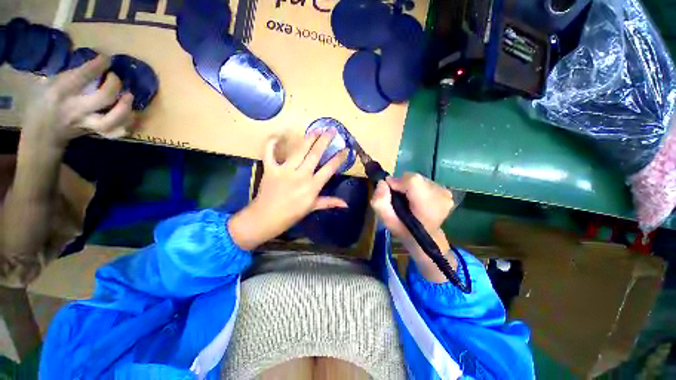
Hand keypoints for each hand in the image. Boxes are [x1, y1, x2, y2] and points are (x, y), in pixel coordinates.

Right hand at [21, 55, 134, 149]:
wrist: (41, 133)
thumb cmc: (42, 102)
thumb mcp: (47, 83)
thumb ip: (68, 74)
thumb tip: (90, 62)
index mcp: (60, 92)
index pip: (84, 76)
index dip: (99, 65)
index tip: (106, 59)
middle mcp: (76, 109)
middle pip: (103, 98)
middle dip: (114, 85)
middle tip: (114, 77)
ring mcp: (87, 124)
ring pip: (111, 120)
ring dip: (125, 108)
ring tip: (129, 96)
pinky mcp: (95, 133)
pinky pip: (115, 133)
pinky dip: (126, 125)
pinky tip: (130, 115)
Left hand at [228, 130, 348, 249]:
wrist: (265, 218)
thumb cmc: (291, 215)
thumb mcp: (312, 208)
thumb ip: (329, 203)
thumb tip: (345, 204)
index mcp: (312, 186)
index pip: (329, 169)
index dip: (338, 158)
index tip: (345, 149)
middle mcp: (301, 175)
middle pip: (315, 154)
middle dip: (325, 140)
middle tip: (331, 130)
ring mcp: (285, 170)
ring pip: (299, 150)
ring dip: (309, 138)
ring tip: (316, 129)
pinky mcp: (270, 169)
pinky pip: (270, 153)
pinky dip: (272, 143)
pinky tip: (278, 136)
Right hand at [371, 173, 454, 240]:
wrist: (424, 239)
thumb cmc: (405, 230)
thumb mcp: (387, 221)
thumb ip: (380, 202)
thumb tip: (382, 182)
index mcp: (427, 204)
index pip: (411, 180)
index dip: (397, 182)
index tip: (390, 192)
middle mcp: (441, 195)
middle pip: (414, 178)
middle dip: (402, 185)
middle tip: (398, 199)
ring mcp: (445, 193)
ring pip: (418, 179)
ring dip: (409, 187)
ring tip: (408, 201)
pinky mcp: (446, 192)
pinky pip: (425, 182)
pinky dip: (417, 188)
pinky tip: (417, 200)